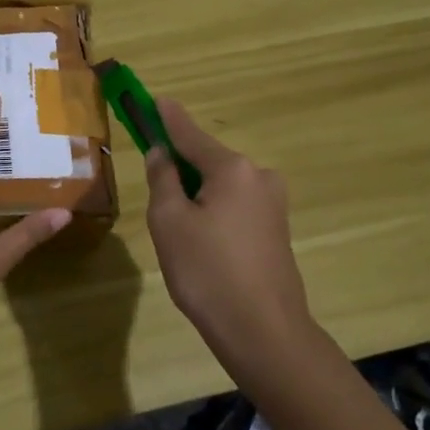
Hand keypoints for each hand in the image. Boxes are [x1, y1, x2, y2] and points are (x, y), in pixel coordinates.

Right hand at [144, 97, 316, 378]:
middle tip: (153, 191)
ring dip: (195, 194)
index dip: (167, 118)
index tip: (154, 98)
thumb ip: (162, 180)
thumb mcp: (169, 222)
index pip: (189, 134)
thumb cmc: (207, 272)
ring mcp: (273, 205)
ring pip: (221, 186)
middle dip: (179, 167)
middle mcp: (259, 177)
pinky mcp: (276, 230)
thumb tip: (161, 153)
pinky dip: (212, 212)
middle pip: (207, 160)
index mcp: (232, 169)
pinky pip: (234, 207)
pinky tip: (200, 244)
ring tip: (175, 232)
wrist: (263, 331)